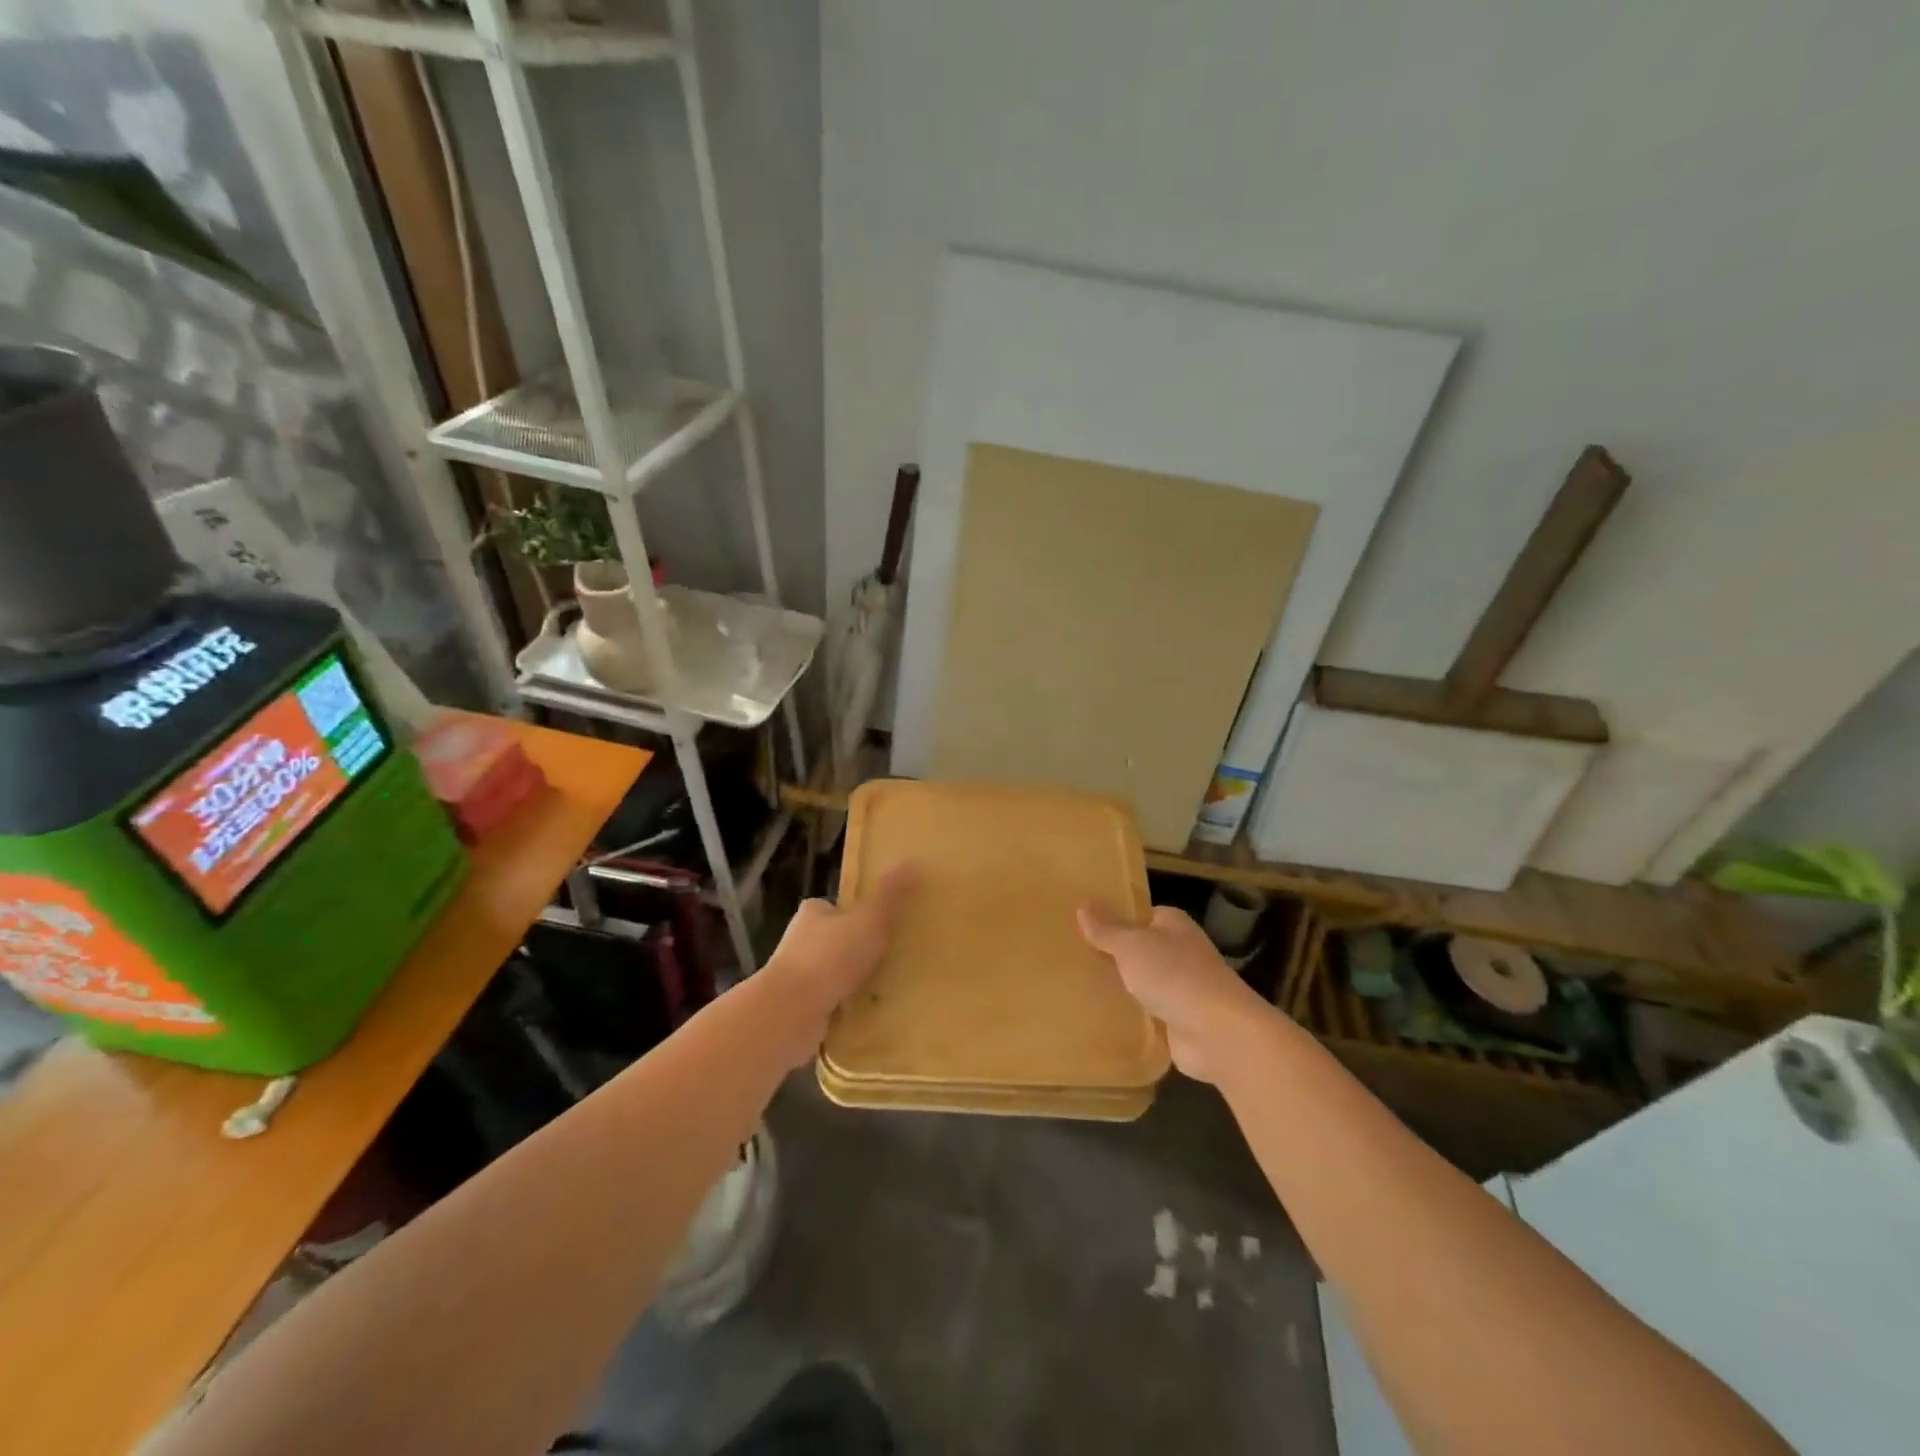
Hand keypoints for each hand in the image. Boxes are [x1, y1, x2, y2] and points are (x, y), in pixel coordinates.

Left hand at [760, 866, 915, 1063]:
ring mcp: (796, 979)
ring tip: (885, 990)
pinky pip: (829, 1005)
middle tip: (890, 959)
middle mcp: (799, 942)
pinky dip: (845, 1009)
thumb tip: (911, 861)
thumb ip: (890, 894)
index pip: (834, 908)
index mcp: (813, 914)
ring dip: (851, 982)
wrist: (791, 1011)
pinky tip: (867, 1016)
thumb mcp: (869, 918)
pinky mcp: (798, 1011)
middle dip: (856, 951)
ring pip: (831, 976)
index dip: (856, 914)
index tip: (881, 925)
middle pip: (833, 941)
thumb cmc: (831, 956)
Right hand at [1078, 903, 1268, 1082]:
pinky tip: (1100, 1017)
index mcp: (1173, 925)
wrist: (1217, 1033)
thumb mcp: (1131, 945)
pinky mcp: (1179, 1021)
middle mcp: (1180, 952)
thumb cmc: (1174, 975)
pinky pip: (1146, 1013)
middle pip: (1140, 949)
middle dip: (1113, 955)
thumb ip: (1106, 929)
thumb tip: (1083, 904)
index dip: (1115, 919)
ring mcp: (1182, 988)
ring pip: (1142, 982)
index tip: (1083, 926)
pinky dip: (1129, 1016)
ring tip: (1078, 986)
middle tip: (1073, 957)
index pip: (1141, 915)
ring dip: (1121, 987)